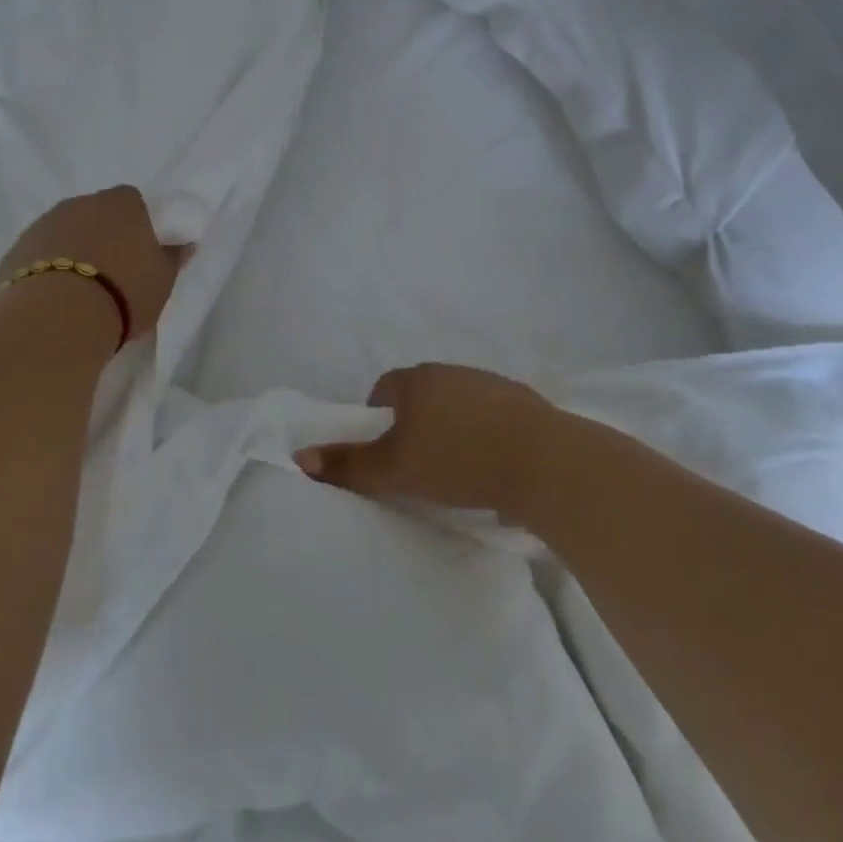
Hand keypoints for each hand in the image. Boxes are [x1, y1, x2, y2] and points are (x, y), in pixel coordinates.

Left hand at [0, 186, 187, 343]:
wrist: (58, 318)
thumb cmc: (124, 293)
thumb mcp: (163, 280)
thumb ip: (173, 258)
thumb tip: (183, 244)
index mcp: (122, 203)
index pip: (133, 201)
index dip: (138, 225)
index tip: (141, 252)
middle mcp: (80, 203)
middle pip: (96, 214)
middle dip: (103, 236)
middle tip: (113, 273)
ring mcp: (43, 224)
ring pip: (64, 233)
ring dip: (72, 251)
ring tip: (81, 291)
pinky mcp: (15, 251)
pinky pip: (38, 256)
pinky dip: (46, 270)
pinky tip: (54, 299)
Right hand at [295, 362, 561, 518]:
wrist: (543, 462)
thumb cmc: (457, 460)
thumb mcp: (393, 469)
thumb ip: (347, 464)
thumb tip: (299, 456)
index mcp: (417, 380)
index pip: (384, 388)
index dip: (377, 417)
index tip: (385, 450)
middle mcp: (452, 372)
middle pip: (421, 394)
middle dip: (414, 422)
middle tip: (416, 463)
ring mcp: (491, 383)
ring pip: (458, 404)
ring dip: (452, 427)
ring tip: (456, 468)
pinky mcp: (524, 403)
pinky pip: (491, 416)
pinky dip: (485, 434)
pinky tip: (492, 465)